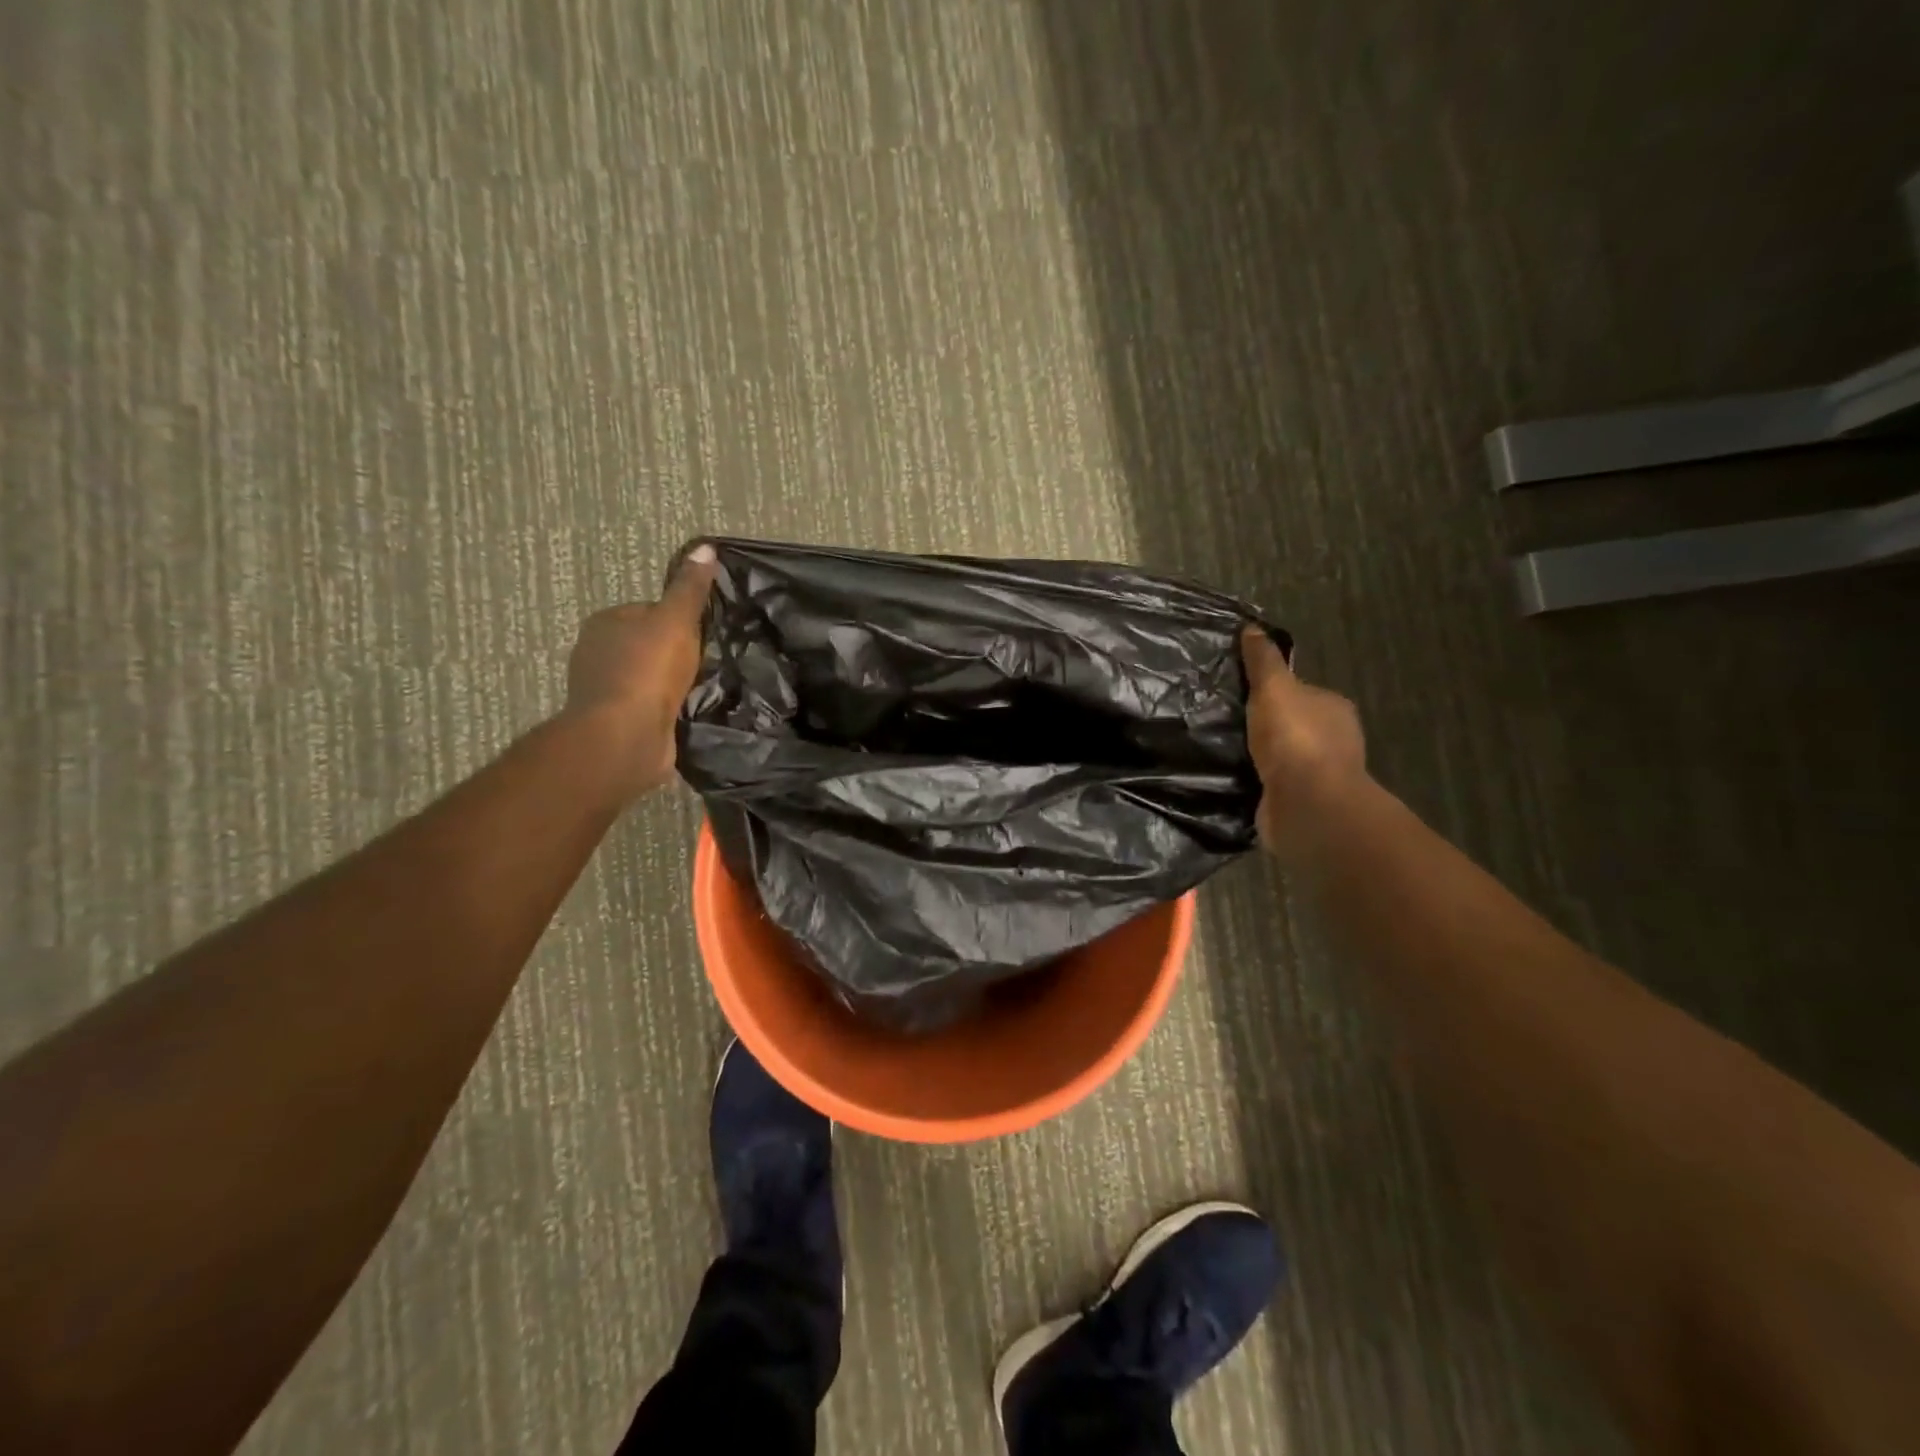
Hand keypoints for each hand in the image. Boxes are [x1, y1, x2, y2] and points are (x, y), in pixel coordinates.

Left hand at [563, 544, 717, 800]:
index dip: (679, 620)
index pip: (649, 611)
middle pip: (649, 645)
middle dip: (676, 654)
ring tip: (705, 689)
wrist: (625, 736)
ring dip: (673, 684)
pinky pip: (650, 707)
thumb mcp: (676, 620)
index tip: (704, 635)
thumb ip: (690, 589)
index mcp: (605, 623)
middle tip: (710, 663)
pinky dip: (667, 709)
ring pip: (649, 678)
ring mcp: (605, 691)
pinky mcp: (617, 723)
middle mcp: (597, 653)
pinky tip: (689, 713)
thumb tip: (706, 548)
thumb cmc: (647, 671)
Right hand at [1240, 626, 1367, 850]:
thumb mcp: (1273, 688)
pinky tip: (1231, 778)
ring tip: (1220, 750)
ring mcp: (1318, 775)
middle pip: (1291, 724)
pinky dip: (1256, 781)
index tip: (1240, 693)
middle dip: (1264, 725)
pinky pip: (1272, 785)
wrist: (1306, 803)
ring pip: (1281, 757)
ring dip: (1258, 756)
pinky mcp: (1300, 803)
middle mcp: (1332, 740)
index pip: (1301, 692)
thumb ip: (1262, 661)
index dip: (1273, 691)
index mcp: (1333, 708)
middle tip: (1224, 721)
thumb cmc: (1295, 738)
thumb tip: (1251, 628)